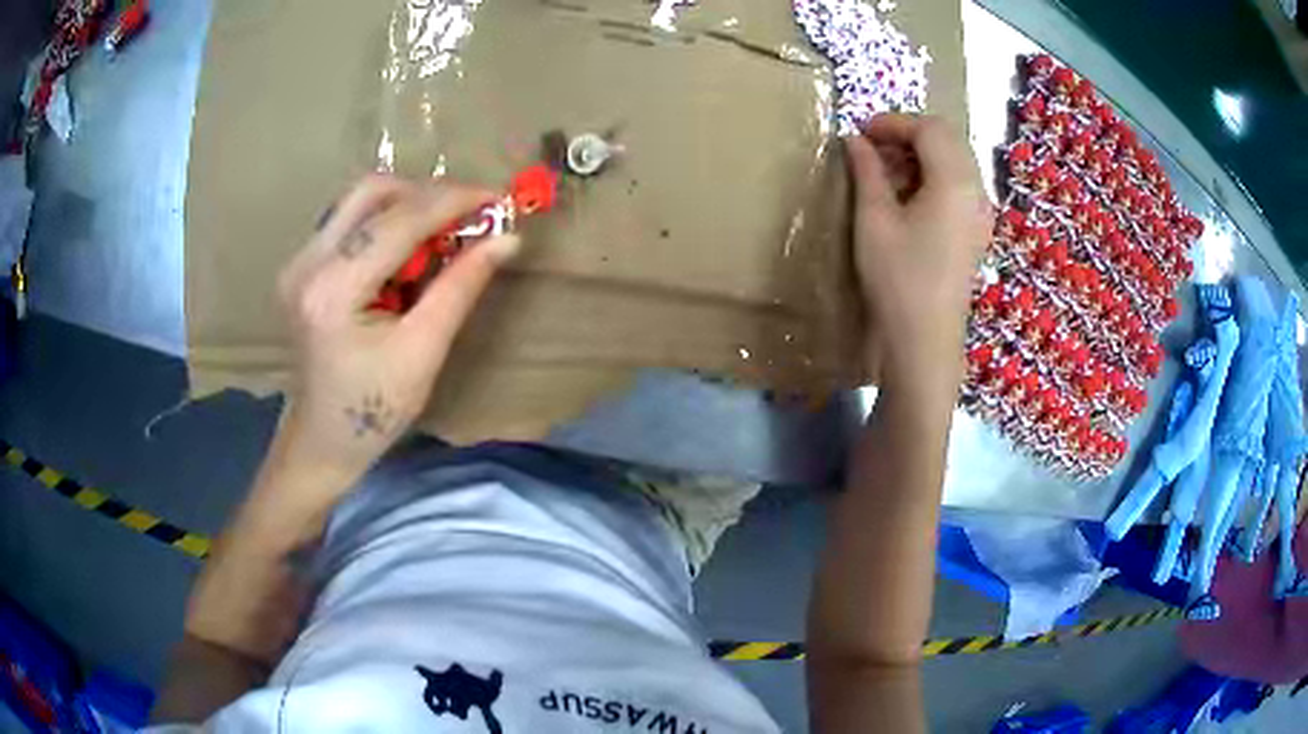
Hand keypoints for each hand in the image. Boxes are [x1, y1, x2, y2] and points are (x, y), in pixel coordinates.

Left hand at [275, 174, 519, 483]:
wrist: (321, 440)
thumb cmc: (374, 411)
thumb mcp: (423, 352)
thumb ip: (461, 287)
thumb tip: (507, 238)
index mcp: (334, 291)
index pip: (399, 221)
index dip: (453, 201)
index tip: (498, 198)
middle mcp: (307, 263)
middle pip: (372, 191)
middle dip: (427, 195)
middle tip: (467, 218)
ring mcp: (298, 261)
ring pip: (360, 200)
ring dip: (407, 207)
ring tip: (439, 239)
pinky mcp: (301, 266)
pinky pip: (350, 221)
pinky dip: (386, 225)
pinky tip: (406, 256)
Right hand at [845, 114, 990, 389]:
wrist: (925, 341)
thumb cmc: (898, 278)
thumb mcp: (874, 219)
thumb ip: (867, 171)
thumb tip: (854, 140)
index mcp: (955, 181)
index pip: (928, 129)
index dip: (892, 122)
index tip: (859, 132)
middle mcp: (976, 190)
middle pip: (947, 138)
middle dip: (908, 133)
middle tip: (871, 147)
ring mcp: (981, 212)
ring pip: (955, 160)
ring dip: (921, 153)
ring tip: (885, 170)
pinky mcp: (976, 230)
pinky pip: (960, 184)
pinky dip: (934, 175)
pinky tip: (909, 194)